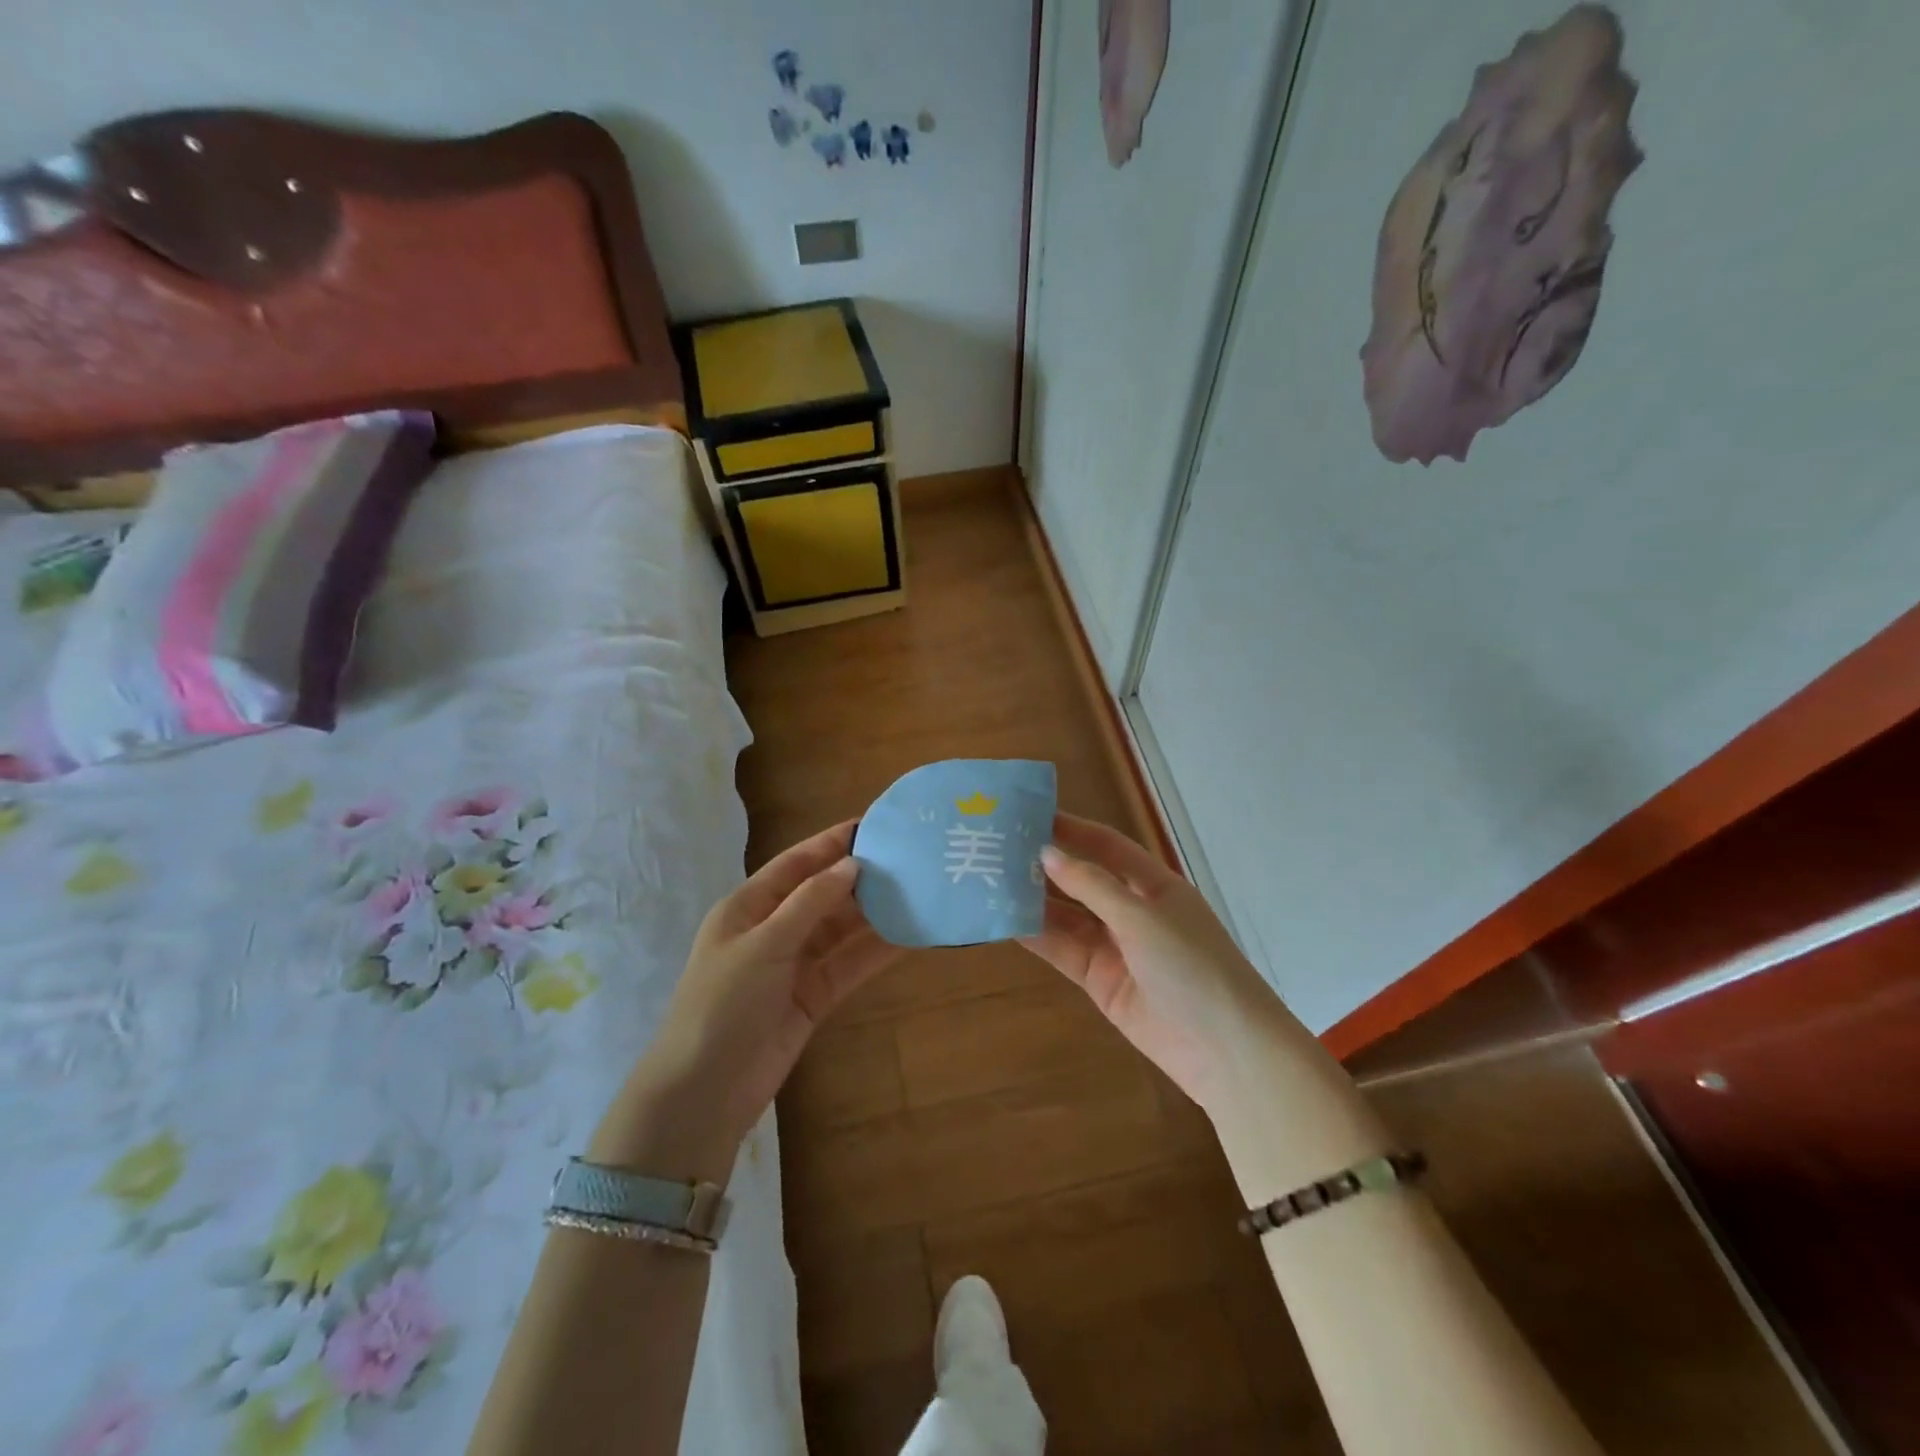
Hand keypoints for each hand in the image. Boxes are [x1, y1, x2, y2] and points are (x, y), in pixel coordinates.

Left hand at [614, 820, 900, 1174]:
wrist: (705, 1092)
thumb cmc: (722, 1005)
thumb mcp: (763, 945)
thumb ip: (809, 903)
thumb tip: (852, 864)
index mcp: (748, 907)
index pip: (797, 864)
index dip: (832, 842)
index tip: (873, 824)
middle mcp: (773, 929)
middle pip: (823, 894)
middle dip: (861, 878)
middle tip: (908, 860)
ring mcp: (794, 965)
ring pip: (841, 930)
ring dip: (874, 914)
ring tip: (917, 893)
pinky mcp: (813, 997)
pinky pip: (848, 965)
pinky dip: (875, 951)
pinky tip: (908, 937)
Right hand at [1020, 814, 1296, 1116]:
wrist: (1224, 1049)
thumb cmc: (1193, 966)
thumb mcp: (1143, 917)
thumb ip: (1092, 886)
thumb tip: (1046, 853)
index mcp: (1153, 885)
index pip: (1106, 846)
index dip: (1072, 829)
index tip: (1029, 814)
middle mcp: (1132, 911)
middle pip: (1082, 880)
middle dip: (1045, 866)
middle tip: (997, 849)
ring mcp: (1115, 948)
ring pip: (1066, 917)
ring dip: (1033, 901)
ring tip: (989, 881)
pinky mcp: (1099, 981)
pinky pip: (1062, 951)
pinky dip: (1036, 937)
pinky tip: (1004, 921)